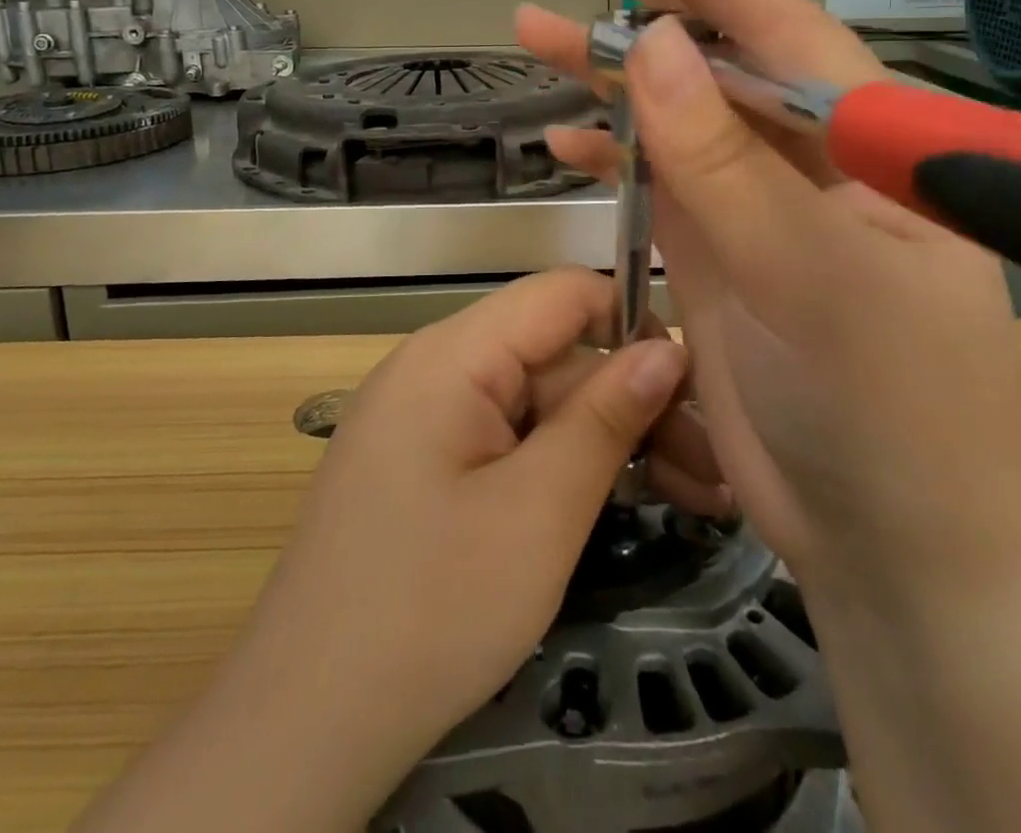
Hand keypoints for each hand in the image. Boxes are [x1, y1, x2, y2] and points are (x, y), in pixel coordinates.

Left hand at [245, 268, 721, 749]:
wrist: (305, 726)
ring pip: (539, 403)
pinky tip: (623, 503)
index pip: (560, 294)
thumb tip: (668, 350)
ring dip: (611, 442)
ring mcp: (427, 418)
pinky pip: (510, 439)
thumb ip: (605, 418)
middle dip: (635, 404)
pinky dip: (565, 466)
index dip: (631, 323)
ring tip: (698, 497)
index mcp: (451, 355)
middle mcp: (435, 368)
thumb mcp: (538, 512)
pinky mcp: (427, 464)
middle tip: (715, 471)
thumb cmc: (429, 610)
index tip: (691, 387)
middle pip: (555, 356)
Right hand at [517, 0, 1020, 601]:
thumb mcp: (811, 279)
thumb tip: (660, 45)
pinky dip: (613, 154)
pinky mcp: (723, 247)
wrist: (892, 539)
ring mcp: (762, 198)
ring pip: (678, 109)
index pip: (767, 13)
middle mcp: (812, 149)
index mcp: (864, 132)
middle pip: (717, 44)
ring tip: (533, 32)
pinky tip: (566, 139)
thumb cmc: (889, 411)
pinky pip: (661, 177)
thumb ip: (729, 164)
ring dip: (609, 71)